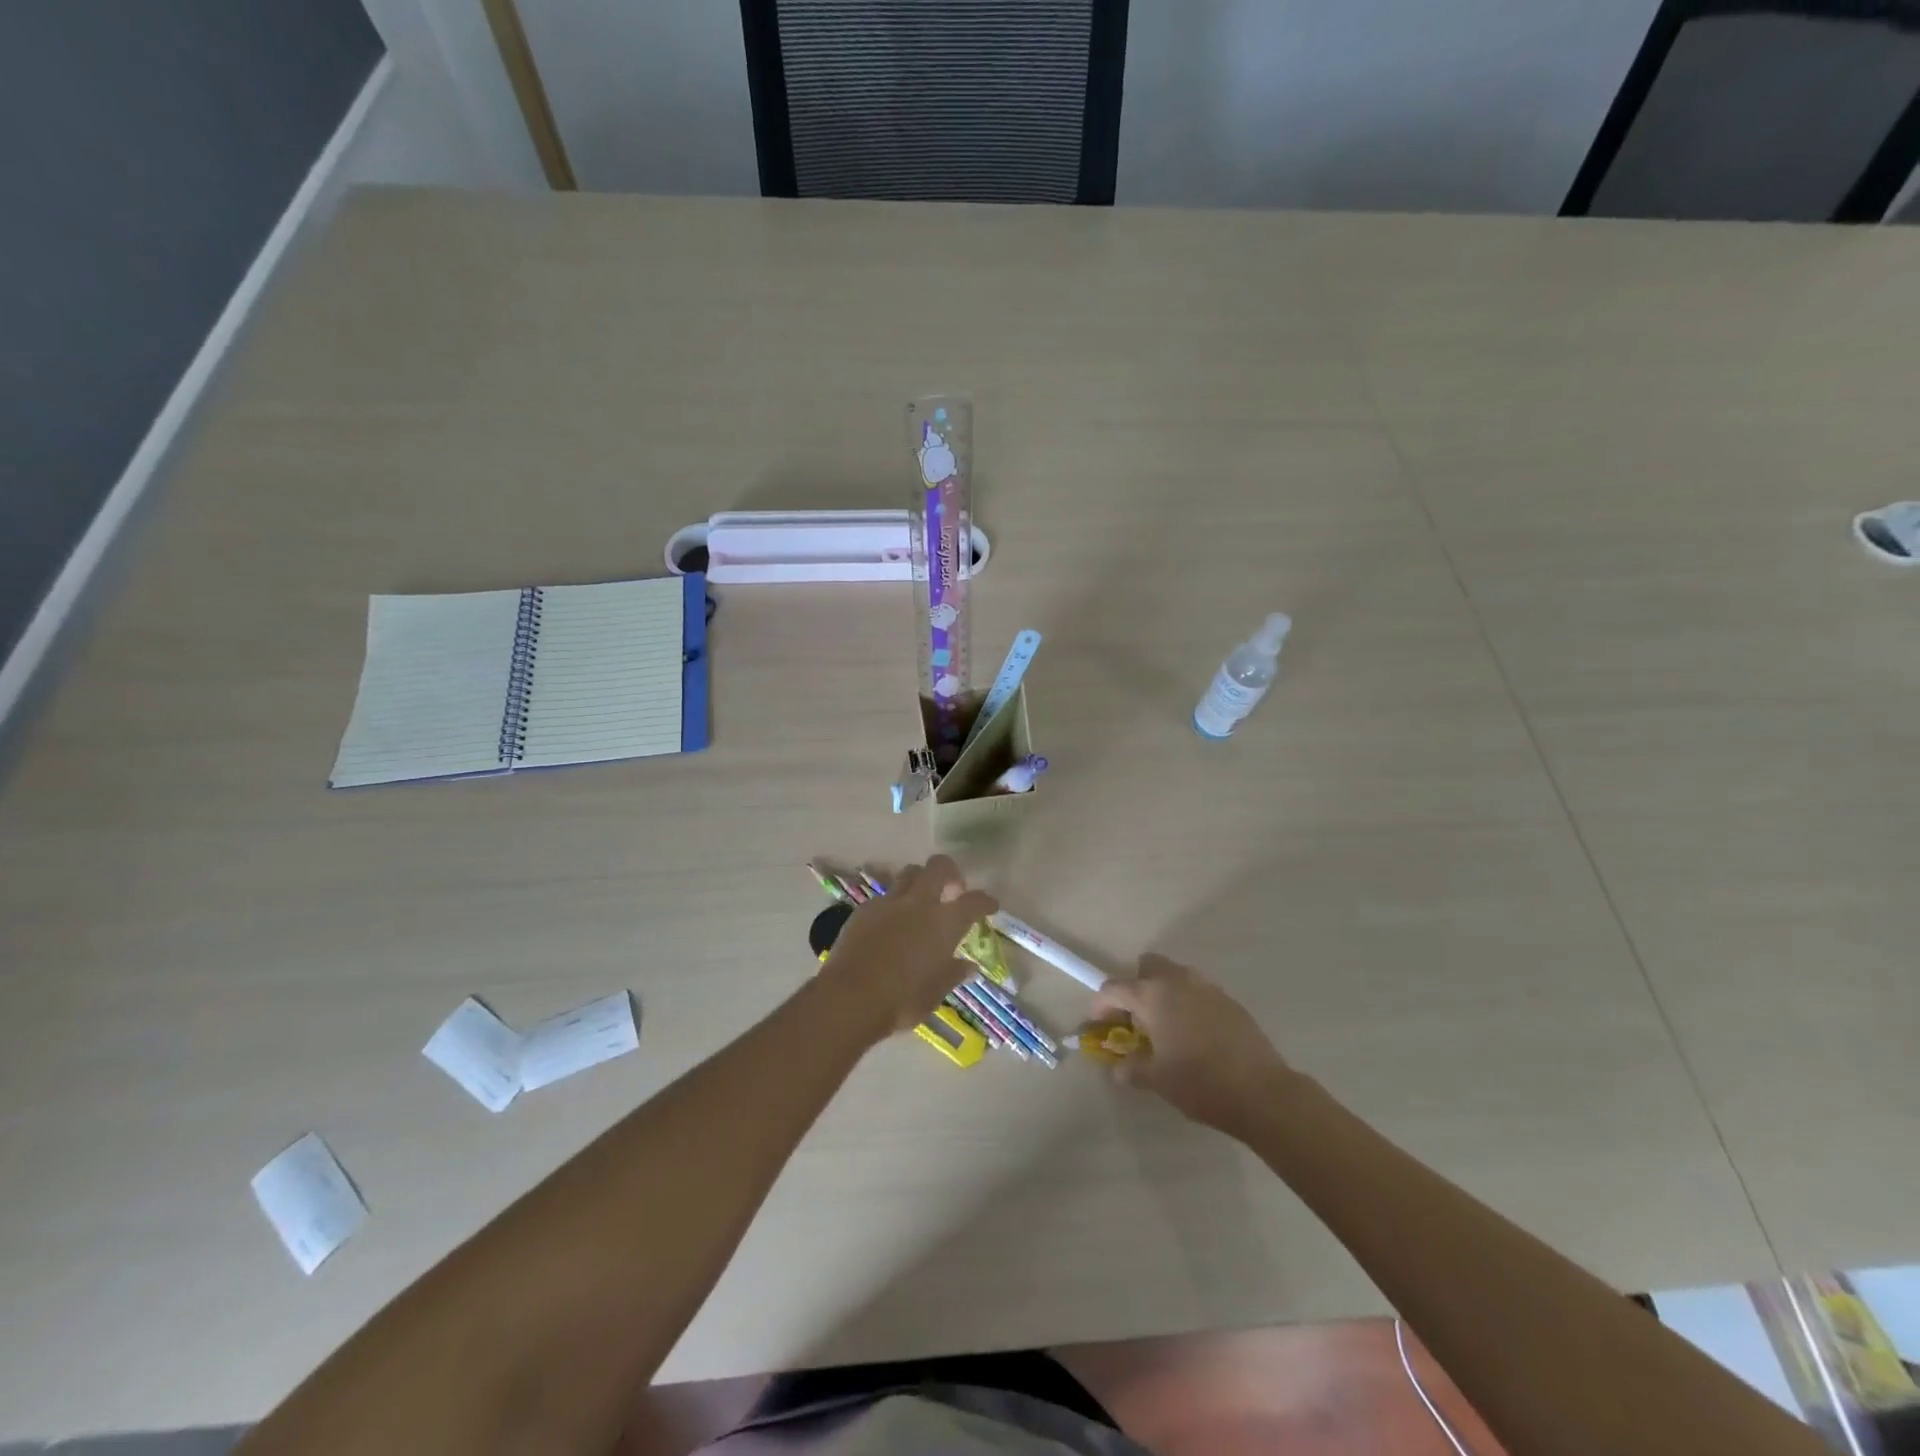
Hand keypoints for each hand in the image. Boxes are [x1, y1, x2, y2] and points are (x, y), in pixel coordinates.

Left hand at [820, 857, 998, 1040]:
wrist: (850, 997)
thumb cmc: (902, 1000)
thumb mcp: (935, 993)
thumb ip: (952, 973)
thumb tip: (968, 966)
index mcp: (944, 923)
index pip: (974, 901)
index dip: (985, 901)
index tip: (990, 906)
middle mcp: (919, 903)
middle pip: (939, 866)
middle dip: (950, 872)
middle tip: (952, 890)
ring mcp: (889, 903)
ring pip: (909, 873)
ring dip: (920, 881)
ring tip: (921, 901)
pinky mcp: (864, 909)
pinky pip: (885, 896)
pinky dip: (894, 903)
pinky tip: (891, 923)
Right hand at [1091, 954, 1294, 1138]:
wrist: (1261, 1092)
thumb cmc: (1200, 1083)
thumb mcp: (1157, 1080)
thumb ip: (1131, 1068)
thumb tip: (1118, 1068)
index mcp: (1152, 995)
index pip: (1113, 988)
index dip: (1101, 1005)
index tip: (1099, 1024)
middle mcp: (1177, 981)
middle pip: (1146, 967)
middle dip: (1135, 986)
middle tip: (1135, 1019)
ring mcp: (1206, 987)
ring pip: (1175, 976)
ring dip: (1163, 993)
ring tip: (1166, 1028)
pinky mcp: (1229, 1000)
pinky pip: (1198, 992)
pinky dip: (1188, 1004)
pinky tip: (1195, 1035)